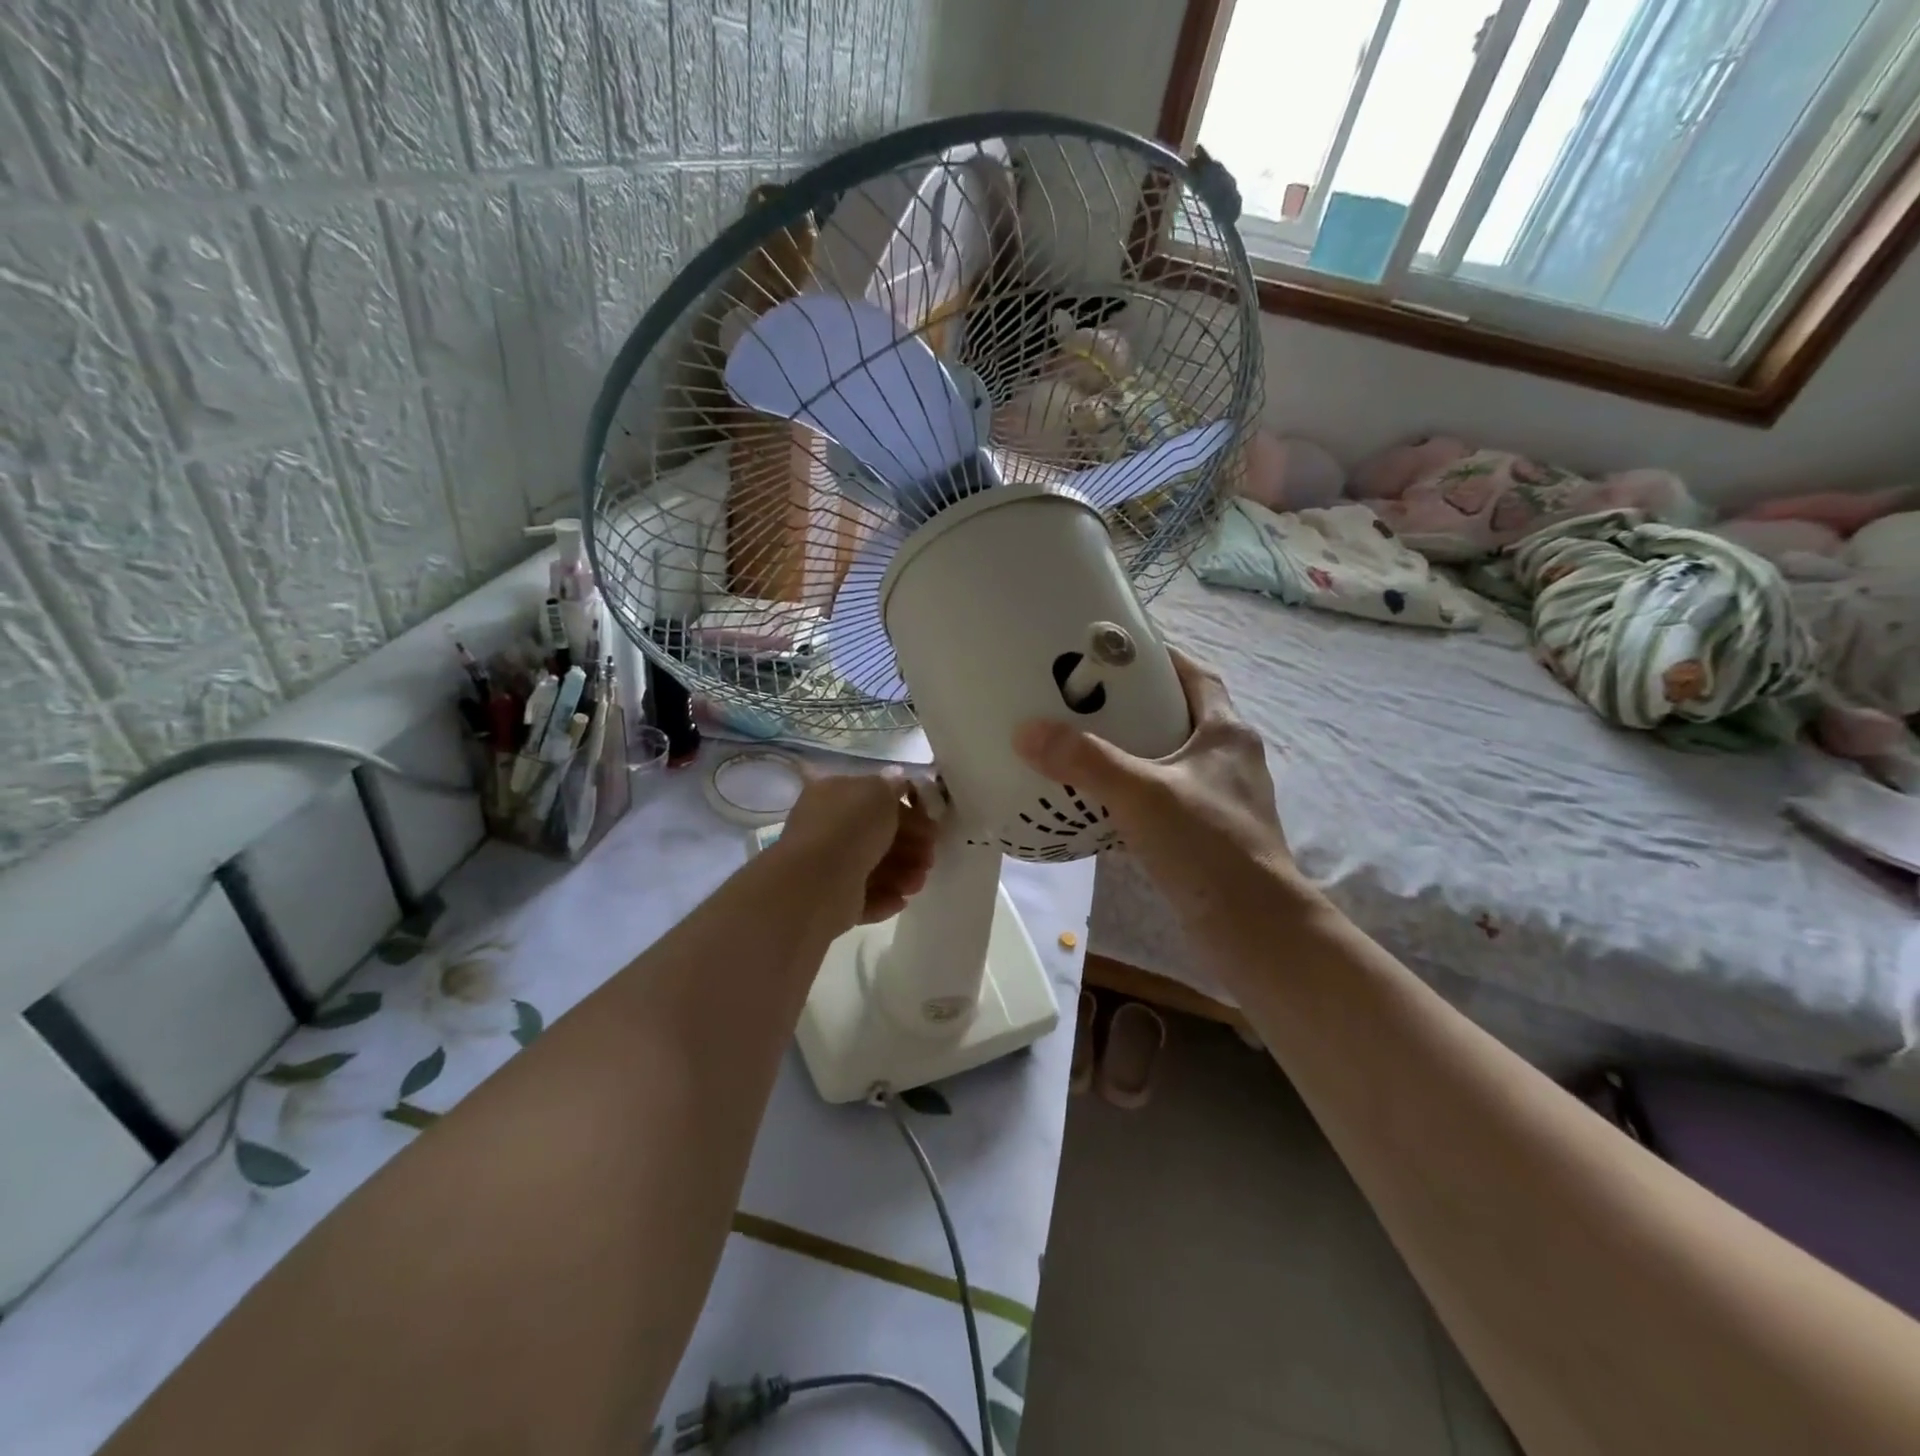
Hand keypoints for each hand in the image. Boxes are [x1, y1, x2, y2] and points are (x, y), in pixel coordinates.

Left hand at [770, 768, 938, 929]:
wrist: (817, 882)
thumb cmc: (850, 828)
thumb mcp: (878, 793)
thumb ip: (892, 786)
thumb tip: (897, 781)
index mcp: (833, 795)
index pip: (873, 798)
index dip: (906, 809)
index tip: (932, 824)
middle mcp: (827, 828)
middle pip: (877, 835)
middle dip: (910, 845)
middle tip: (931, 856)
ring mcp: (828, 865)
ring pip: (874, 867)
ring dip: (903, 872)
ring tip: (918, 882)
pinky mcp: (832, 900)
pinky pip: (865, 897)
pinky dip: (885, 897)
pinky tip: (902, 899)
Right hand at [1013, 648, 1297, 928]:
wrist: (1253, 930)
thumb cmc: (1209, 847)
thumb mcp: (1143, 794)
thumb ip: (1086, 761)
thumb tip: (1027, 731)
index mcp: (1227, 733)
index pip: (1197, 675)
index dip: (1161, 658)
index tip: (1116, 652)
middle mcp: (1230, 760)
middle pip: (1181, 716)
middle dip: (1137, 705)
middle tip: (1085, 701)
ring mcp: (1221, 800)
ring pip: (1172, 760)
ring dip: (1134, 751)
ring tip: (1084, 747)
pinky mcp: (1208, 836)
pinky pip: (1165, 800)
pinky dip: (1135, 793)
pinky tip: (1100, 803)